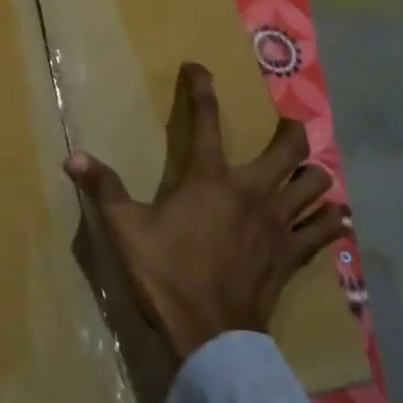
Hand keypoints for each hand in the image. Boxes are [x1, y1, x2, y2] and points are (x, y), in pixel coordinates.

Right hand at [66, 62, 338, 361]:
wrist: (209, 334)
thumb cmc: (166, 274)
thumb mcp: (125, 229)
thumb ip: (104, 188)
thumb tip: (72, 157)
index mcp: (210, 178)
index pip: (207, 118)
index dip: (201, 87)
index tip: (198, 67)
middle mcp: (253, 190)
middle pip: (290, 146)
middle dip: (289, 129)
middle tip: (281, 128)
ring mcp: (279, 223)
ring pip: (316, 184)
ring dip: (311, 174)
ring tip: (301, 174)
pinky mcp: (294, 254)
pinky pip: (324, 230)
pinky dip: (329, 220)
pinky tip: (329, 218)